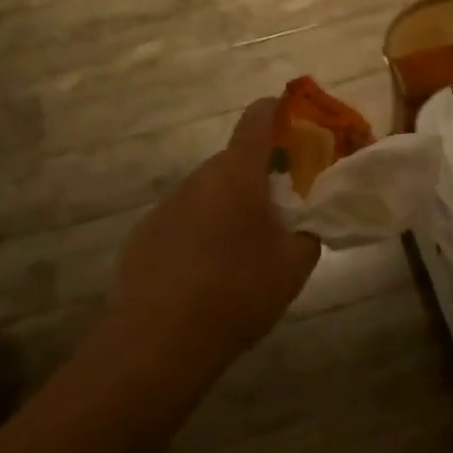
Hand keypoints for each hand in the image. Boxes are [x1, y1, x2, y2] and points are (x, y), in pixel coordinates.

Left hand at [112, 98, 320, 367]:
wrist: (161, 341)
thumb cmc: (238, 292)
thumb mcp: (294, 265)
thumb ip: (309, 232)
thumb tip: (306, 223)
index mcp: (237, 175)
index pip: (257, 119)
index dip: (279, 112)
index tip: (297, 123)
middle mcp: (198, 179)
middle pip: (234, 161)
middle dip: (259, 175)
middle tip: (281, 208)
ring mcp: (166, 206)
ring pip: (207, 193)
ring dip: (229, 206)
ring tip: (243, 250)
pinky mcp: (144, 235)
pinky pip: (182, 221)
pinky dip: (199, 232)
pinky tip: (205, 274)